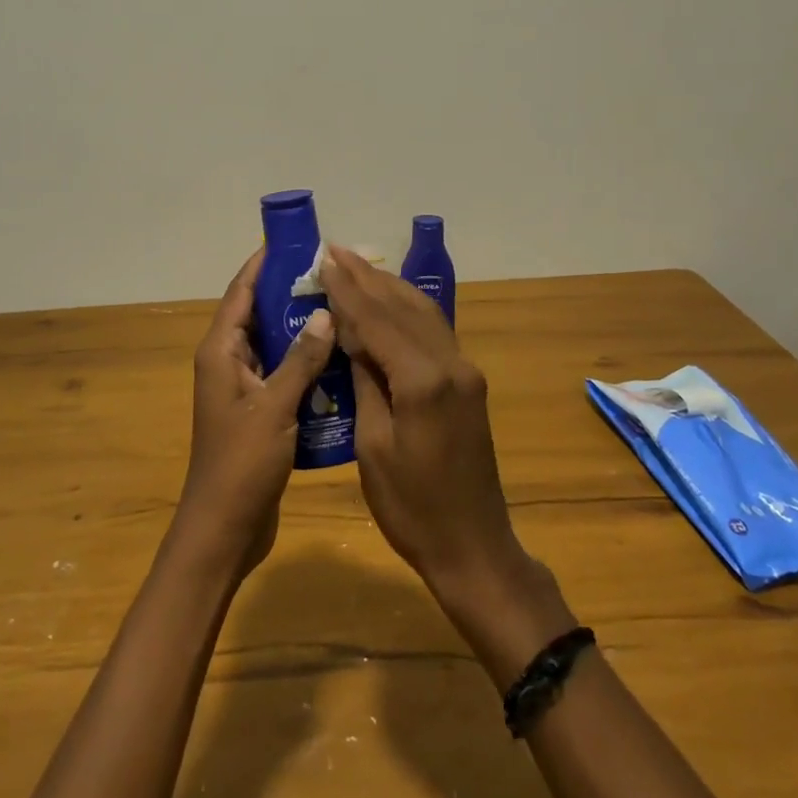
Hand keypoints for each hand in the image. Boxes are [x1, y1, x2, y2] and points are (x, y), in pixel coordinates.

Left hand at [178, 250, 335, 577]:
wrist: (224, 528)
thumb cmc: (242, 464)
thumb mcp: (275, 407)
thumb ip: (301, 359)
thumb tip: (324, 313)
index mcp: (220, 352)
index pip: (240, 292)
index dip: (264, 264)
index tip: (296, 242)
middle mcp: (228, 362)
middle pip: (258, 314)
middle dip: (291, 293)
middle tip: (334, 276)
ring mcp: (243, 388)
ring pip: (275, 344)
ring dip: (302, 329)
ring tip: (345, 308)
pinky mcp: (260, 410)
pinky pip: (284, 373)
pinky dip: (307, 362)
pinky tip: (341, 357)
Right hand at [319, 244, 529, 596]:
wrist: (473, 546)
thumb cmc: (412, 508)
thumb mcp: (373, 446)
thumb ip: (366, 382)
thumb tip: (352, 336)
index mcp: (423, 381)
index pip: (378, 320)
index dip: (348, 290)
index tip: (323, 261)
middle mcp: (451, 364)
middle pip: (403, 307)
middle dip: (367, 277)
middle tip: (335, 251)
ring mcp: (465, 372)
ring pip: (423, 313)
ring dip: (389, 287)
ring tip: (356, 266)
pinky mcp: (468, 383)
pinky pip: (434, 332)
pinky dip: (407, 310)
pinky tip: (388, 302)